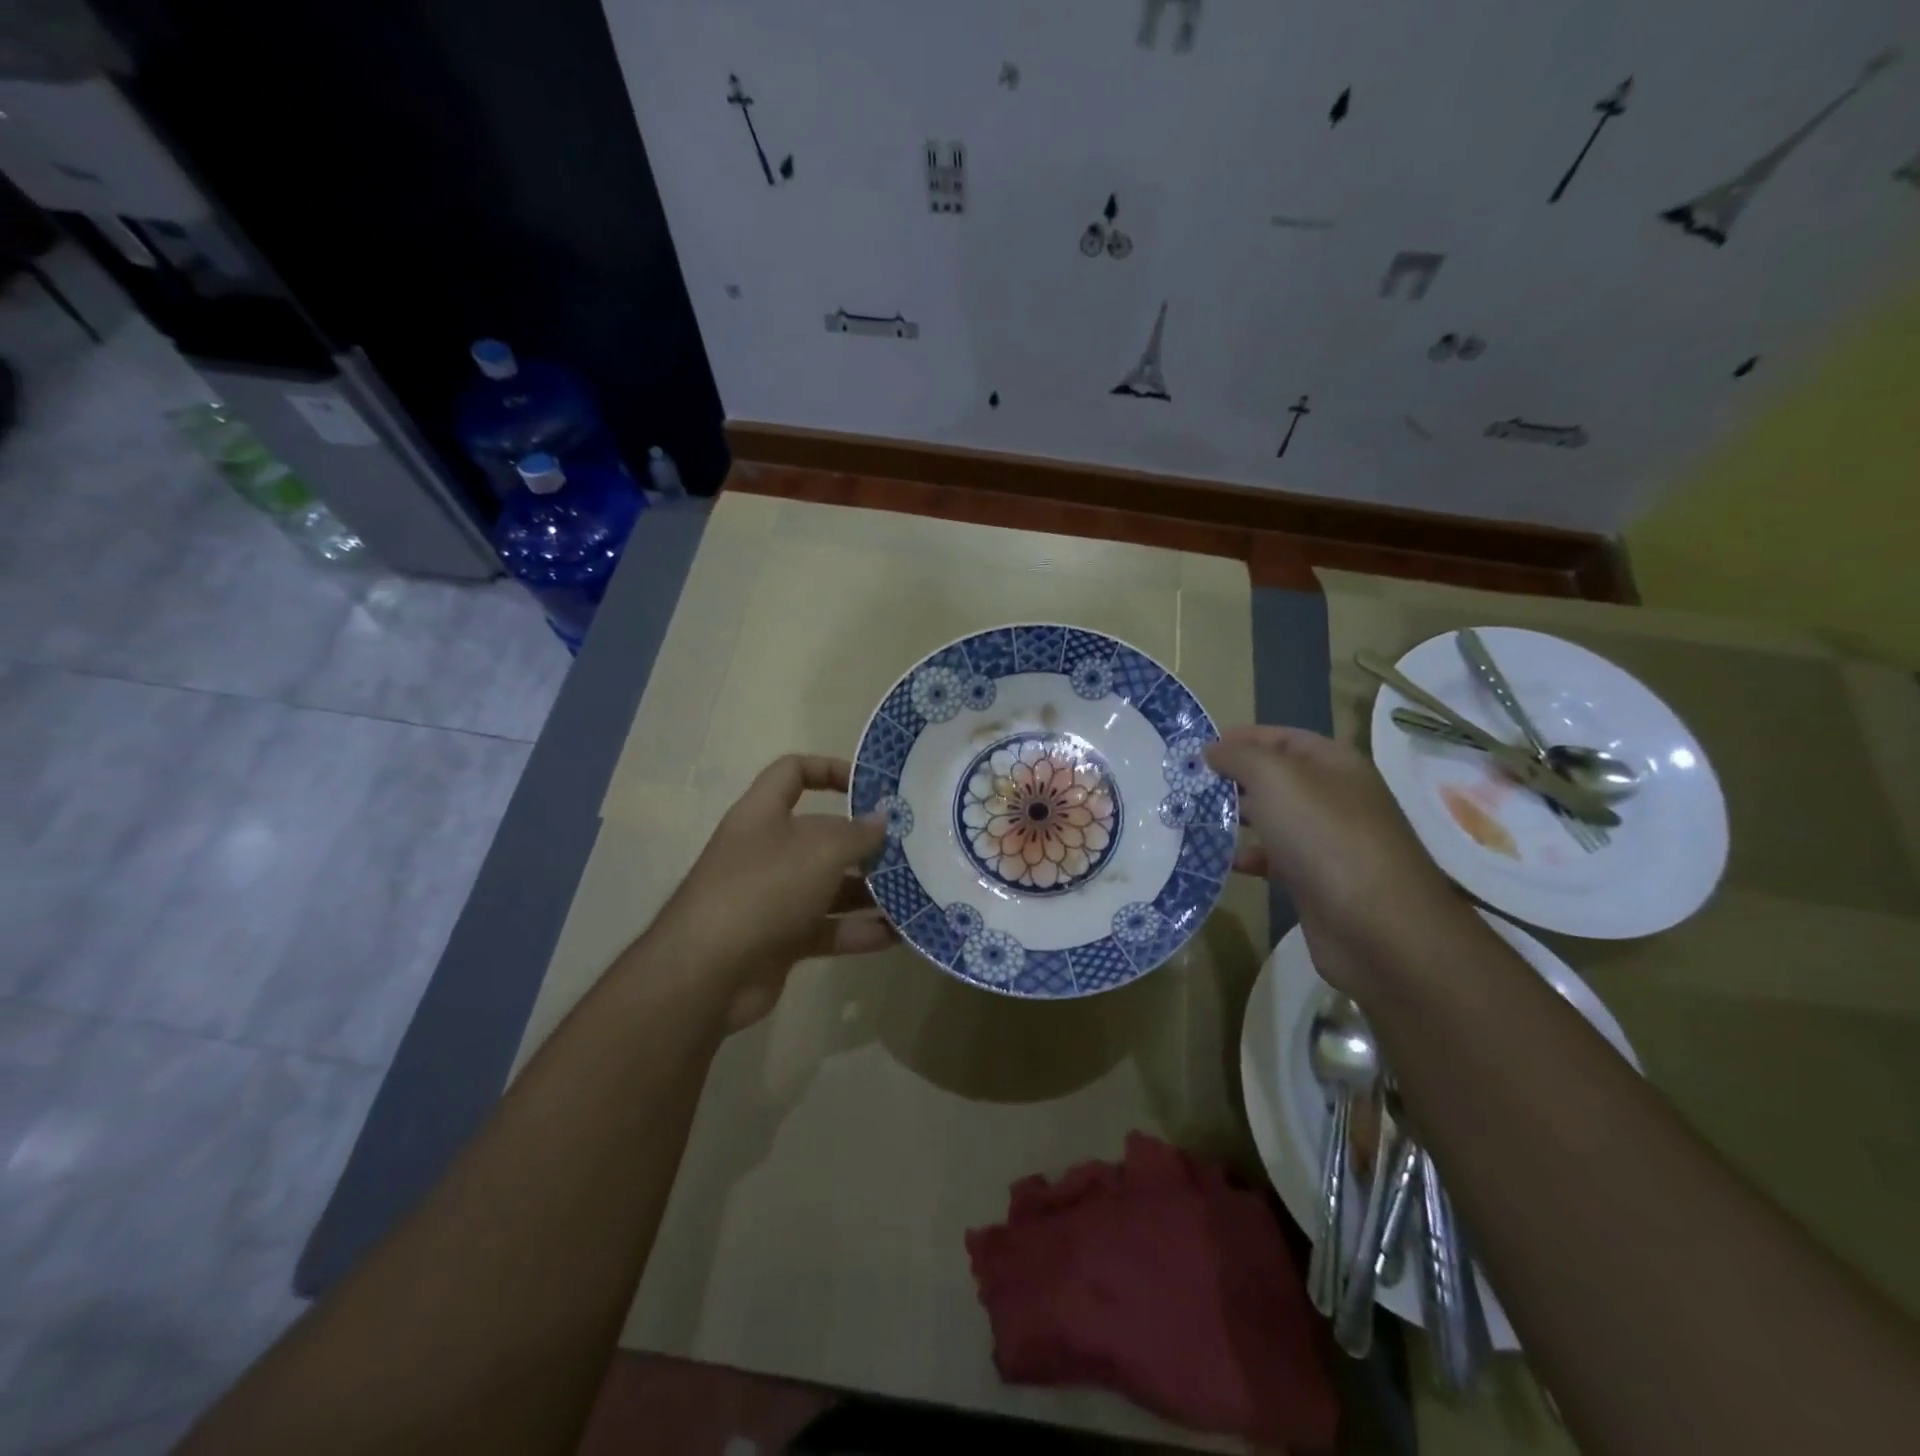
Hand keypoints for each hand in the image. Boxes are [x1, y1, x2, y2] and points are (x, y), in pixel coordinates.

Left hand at [654, 755, 894, 1030]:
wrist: (706, 974)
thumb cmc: (762, 890)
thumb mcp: (819, 851)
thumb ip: (857, 834)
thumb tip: (883, 819)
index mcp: (763, 815)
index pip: (793, 773)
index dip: (830, 769)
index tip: (871, 786)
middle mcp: (767, 851)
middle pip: (822, 835)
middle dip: (865, 843)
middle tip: (911, 849)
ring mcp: (774, 898)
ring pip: (830, 886)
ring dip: (870, 891)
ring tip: (915, 892)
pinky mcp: (782, 940)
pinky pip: (829, 928)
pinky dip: (859, 931)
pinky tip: (898, 935)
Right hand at [1207, 726, 1461, 995]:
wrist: (1377, 928)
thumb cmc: (1325, 838)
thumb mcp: (1276, 780)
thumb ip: (1240, 757)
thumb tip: (1211, 750)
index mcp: (1334, 765)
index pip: (1283, 738)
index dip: (1242, 738)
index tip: (1197, 749)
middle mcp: (1334, 797)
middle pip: (1275, 778)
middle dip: (1232, 779)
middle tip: (1187, 785)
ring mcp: (1327, 841)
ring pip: (1272, 819)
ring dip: (1235, 819)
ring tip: (1193, 820)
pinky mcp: (1317, 881)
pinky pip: (1274, 859)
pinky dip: (1248, 857)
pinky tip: (1222, 863)